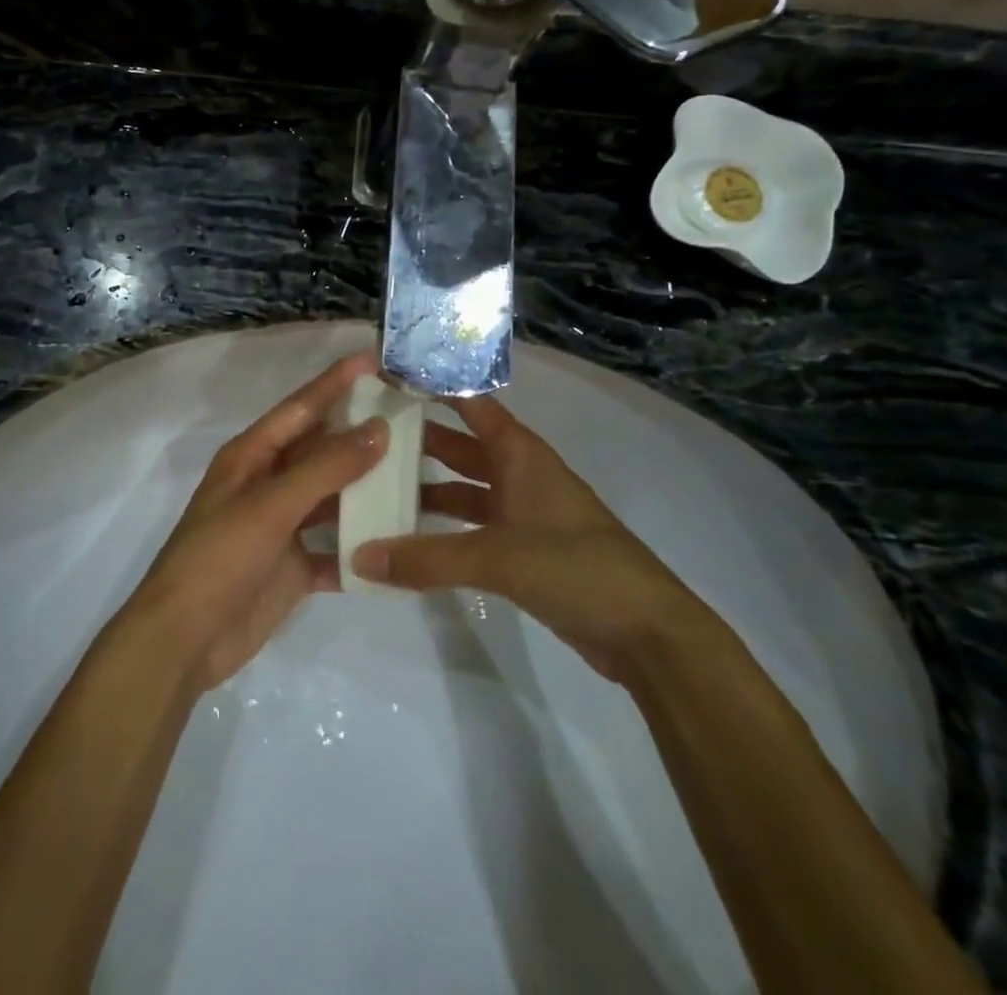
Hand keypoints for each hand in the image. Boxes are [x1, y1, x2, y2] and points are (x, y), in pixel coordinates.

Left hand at [125, 352, 388, 693]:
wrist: (185, 640)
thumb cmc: (220, 556)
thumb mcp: (271, 505)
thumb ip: (326, 468)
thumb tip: (379, 429)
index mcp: (252, 456)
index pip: (301, 408)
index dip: (336, 382)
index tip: (375, 360)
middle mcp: (269, 484)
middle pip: (323, 450)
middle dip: (363, 434)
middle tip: (414, 418)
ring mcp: (283, 526)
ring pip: (334, 498)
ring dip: (369, 490)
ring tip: (420, 475)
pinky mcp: (295, 566)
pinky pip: (337, 548)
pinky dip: (363, 547)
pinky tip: (402, 543)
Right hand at [352, 394, 709, 683]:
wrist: (646, 631)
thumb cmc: (576, 568)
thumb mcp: (498, 558)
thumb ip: (428, 559)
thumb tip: (360, 559)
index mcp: (520, 454)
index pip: (470, 404)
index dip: (434, 386)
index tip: (388, 375)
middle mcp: (519, 474)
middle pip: (460, 446)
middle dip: (418, 438)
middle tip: (365, 434)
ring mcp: (522, 513)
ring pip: (464, 488)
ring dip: (427, 488)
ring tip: (376, 487)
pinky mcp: (523, 550)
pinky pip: (472, 527)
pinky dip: (443, 529)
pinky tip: (409, 539)